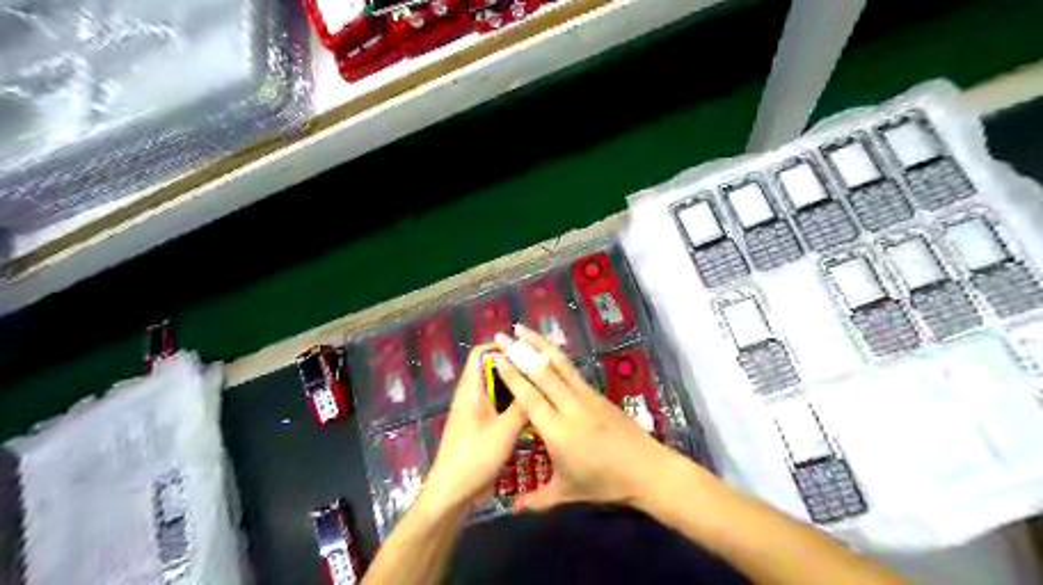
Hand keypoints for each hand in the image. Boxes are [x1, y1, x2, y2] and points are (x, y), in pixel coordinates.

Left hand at [418, 344, 526, 513]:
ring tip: (540, 390)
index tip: (526, 352)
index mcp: (470, 390)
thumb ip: (522, 406)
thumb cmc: (475, 458)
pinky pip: (496, 407)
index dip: (500, 347)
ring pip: (495, 390)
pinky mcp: (478, 427)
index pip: (480, 353)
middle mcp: (470, 396)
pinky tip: (531, 413)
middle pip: (490, 370)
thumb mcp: (504, 431)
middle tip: (540, 372)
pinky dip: (511, 405)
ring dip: (514, 388)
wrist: (451, 494)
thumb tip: (539, 385)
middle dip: (513, 368)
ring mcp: (473, 412)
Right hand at [494, 327, 686, 514]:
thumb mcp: (567, 492)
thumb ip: (537, 499)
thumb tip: (511, 509)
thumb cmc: (604, 483)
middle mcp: (570, 407)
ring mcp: (586, 397)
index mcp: (557, 431)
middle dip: (520, 351)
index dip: (512, 375)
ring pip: (559, 364)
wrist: (647, 469)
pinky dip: (557, 355)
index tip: (498, 357)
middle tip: (502, 335)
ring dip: (539, 344)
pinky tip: (548, 349)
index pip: (529, 397)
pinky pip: (572, 370)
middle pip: (542, 372)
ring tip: (523, 328)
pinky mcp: (597, 393)